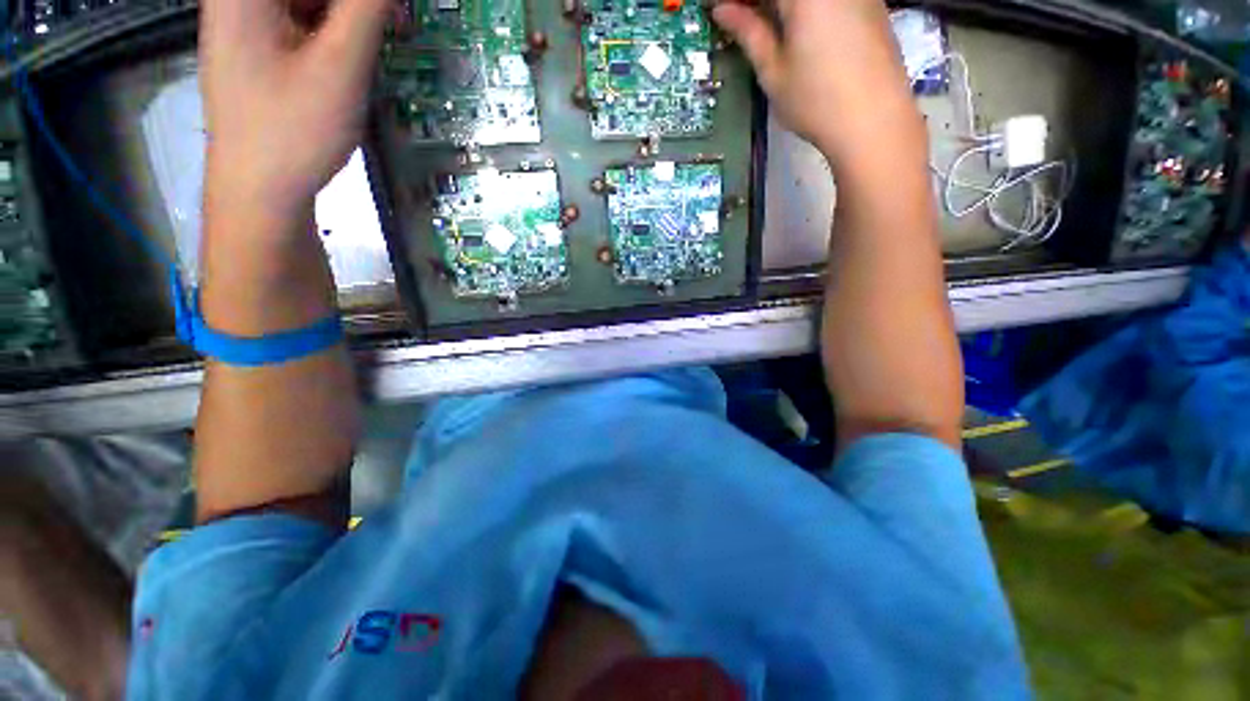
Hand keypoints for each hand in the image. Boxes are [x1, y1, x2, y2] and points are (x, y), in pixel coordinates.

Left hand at [199, 0, 390, 225]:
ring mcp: (247, 20)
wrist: (259, 190)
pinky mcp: (260, 44)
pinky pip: (300, 17)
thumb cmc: (293, 130)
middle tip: (396, 18)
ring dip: (348, 11)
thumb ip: (365, 9)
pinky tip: (355, 48)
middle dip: (356, 2)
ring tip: (386, 32)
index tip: (390, 11)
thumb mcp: (339, 67)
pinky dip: (334, 26)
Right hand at [712, 0, 923, 164]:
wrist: (873, 120)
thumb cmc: (815, 101)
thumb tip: (722, 10)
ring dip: (780, 6)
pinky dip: (805, 9)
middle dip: (757, 2)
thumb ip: (749, 33)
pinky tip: (793, 25)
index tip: (719, 10)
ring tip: (761, 24)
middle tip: (737, 17)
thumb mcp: (773, 71)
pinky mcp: (870, 4)